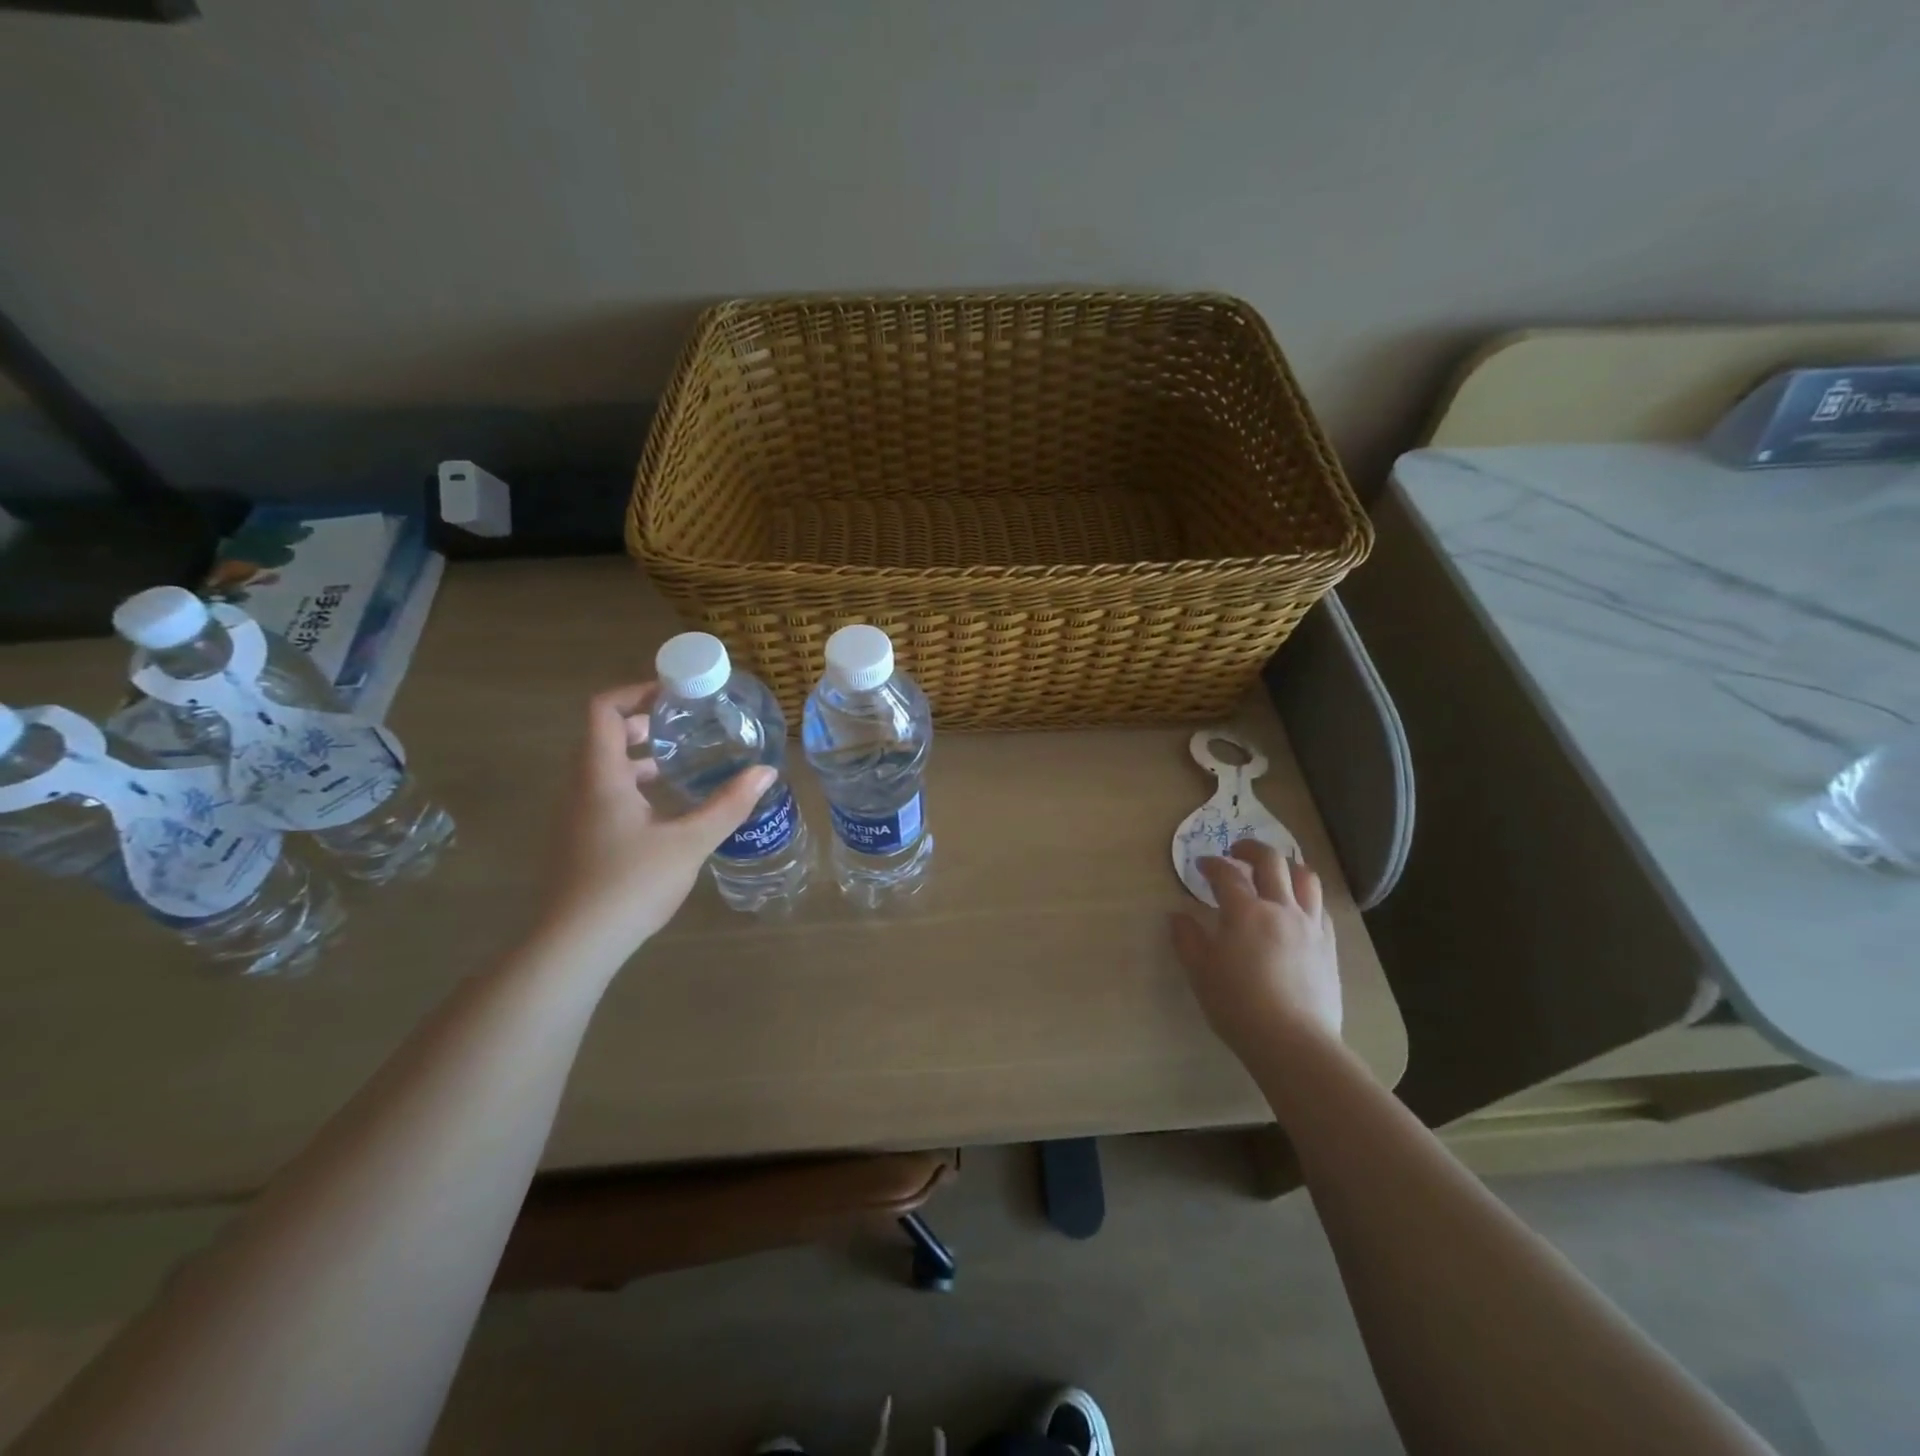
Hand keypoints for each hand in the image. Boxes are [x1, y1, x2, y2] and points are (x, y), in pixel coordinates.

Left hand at [537, 683, 774, 958]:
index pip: (603, 710)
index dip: (635, 691)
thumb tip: (766, 772)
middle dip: (642, 723)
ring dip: (638, 757)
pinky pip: (604, 795)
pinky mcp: (580, 842)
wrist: (575, 945)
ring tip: (680, 763)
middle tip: (684, 725)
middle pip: (603, 736)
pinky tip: (666, 810)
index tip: (673, 693)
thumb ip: (728, 805)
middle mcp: (581, 789)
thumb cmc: (629, 884)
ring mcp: (576, 817)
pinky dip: (633, 786)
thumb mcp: (689, 842)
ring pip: (603, 769)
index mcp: (601, 776)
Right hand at [1170, 840, 1341, 1063]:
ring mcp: (1309, 925)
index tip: (1201, 865)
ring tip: (1275, 872)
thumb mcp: (1200, 972)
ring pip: (1305, 878)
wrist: (1293, 1041)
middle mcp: (1280, 908)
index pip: (1227, 873)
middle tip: (1237, 851)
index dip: (1212, 864)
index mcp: (1245, 911)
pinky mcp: (1328, 946)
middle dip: (1251, 848)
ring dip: (1287, 866)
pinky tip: (1296, 909)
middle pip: (1271, 861)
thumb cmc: (1237, 1005)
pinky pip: (1320, 907)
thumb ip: (1187, 939)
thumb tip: (1177, 916)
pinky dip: (1306, 897)